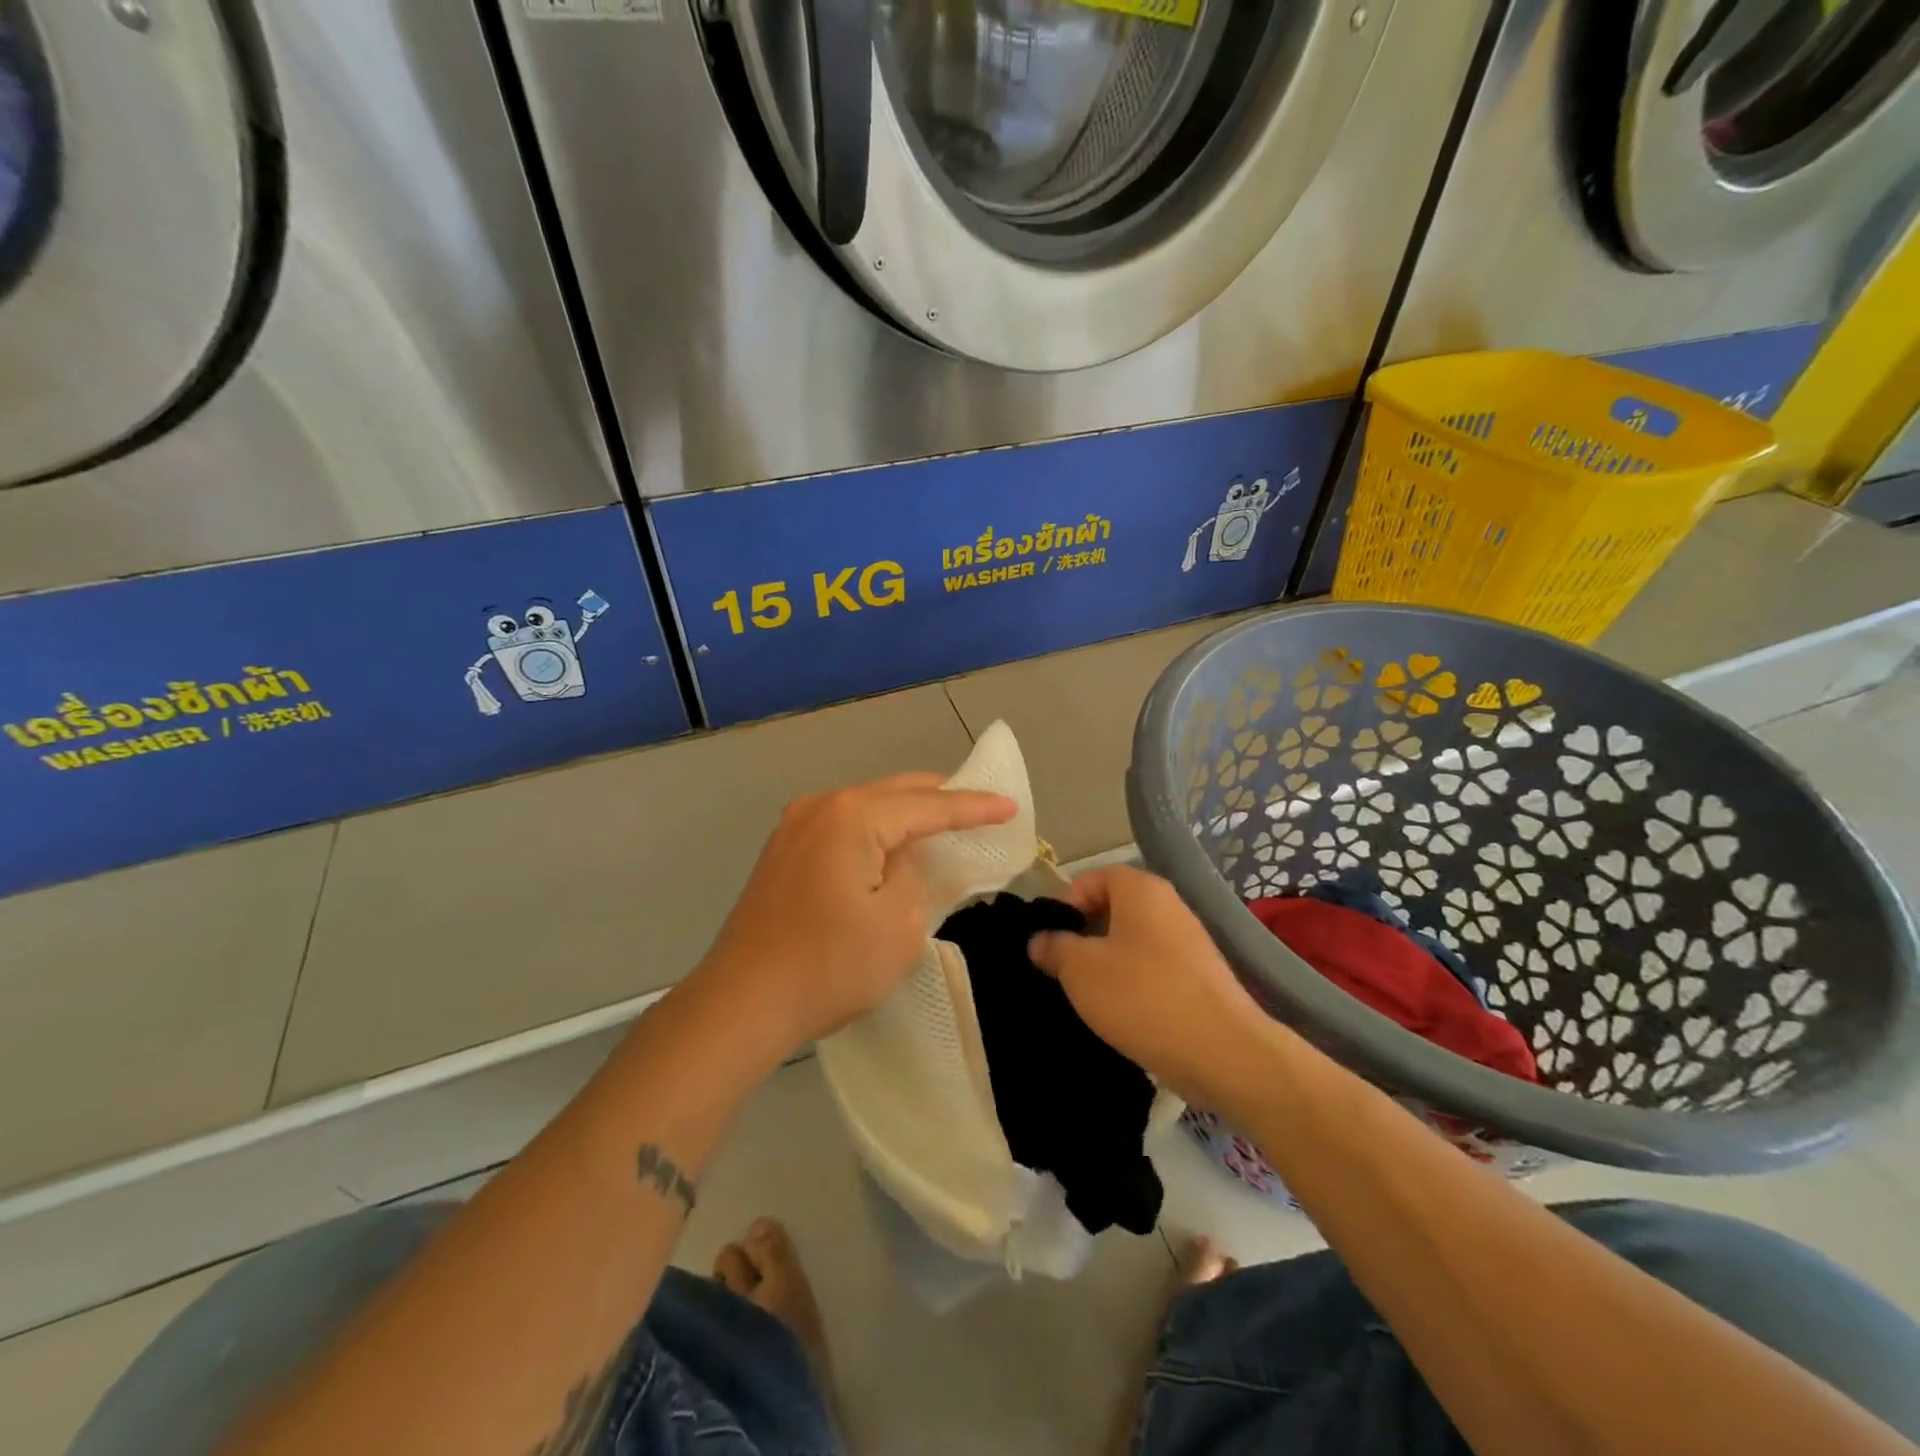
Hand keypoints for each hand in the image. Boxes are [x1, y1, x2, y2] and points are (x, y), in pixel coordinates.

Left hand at [698, 773, 1016, 1055]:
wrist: (741, 1004)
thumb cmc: (829, 965)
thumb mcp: (899, 923)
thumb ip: (915, 875)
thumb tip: (901, 861)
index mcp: (851, 815)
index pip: (928, 805)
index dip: (973, 807)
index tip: (1010, 806)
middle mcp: (820, 806)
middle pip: (895, 792)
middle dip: (940, 800)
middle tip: (981, 808)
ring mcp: (794, 827)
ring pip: (867, 807)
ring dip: (906, 815)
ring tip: (944, 825)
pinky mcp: (783, 853)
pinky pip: (844, 828)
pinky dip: (876, 832)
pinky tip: (893, 848)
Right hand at [1028, 864, 1270, 1105]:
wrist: (1222, 1052)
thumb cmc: (1142, 996)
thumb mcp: (1080, 970)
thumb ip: (1054, 947)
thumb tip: (1039, 940)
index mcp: (1141, 889)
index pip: (1093, 878)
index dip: (1066, 904)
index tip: (1051, 940)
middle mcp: (1169, 905)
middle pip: (1113, 909)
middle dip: (1084, 936)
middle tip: (1062, 969)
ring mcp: (1189, 942)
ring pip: (1133, 942)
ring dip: (1107, 964)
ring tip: (1087, 996)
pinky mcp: (1200, 978)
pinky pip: (1154, 970)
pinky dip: (1133, 985)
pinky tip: (1120, 1014)